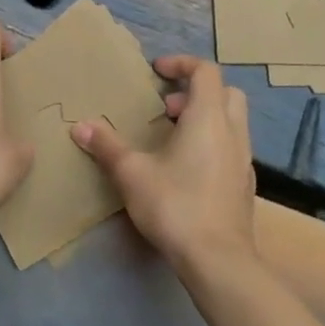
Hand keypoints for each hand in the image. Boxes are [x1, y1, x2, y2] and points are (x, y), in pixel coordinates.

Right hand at [71, 55, 255, 274]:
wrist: (219, 262)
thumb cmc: (176, 205)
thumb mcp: (132, 173)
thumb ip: (107, 146)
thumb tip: (80, 127)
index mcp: (208, 117)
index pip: (205, 70)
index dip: (181, 63)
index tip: (157, 71)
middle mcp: (233, 131)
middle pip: (226, 92)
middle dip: (196, 91)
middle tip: (166, 108)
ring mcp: (243, 160)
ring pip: (232, 121)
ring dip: (205, 118)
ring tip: (172, 139)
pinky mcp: (244, 186)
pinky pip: (232, 148)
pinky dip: (213, 144)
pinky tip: (187, 170)